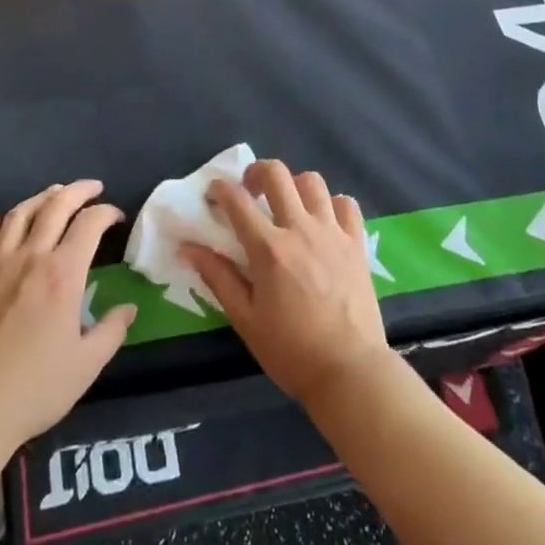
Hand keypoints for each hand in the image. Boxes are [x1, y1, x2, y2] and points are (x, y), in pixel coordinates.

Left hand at [0, 180, 136, 453]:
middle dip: (78, 191)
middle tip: (92, 188)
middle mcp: (31, 258)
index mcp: (63, 274)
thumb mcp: (86, 365)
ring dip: (40, 198)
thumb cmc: (35, 388)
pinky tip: (0, 220)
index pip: (89, 224)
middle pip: (55, 206)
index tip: (116, 217)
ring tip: (53, 194)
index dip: (106, 213)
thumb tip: (128, 308)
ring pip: (20, 214)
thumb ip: (111, 331)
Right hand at [184, 160, 391, 407]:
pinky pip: (346, 204)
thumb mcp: (245, 319)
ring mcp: (332, 232)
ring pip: (312, 181)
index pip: (237, 201)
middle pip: (276, 173)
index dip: (219, 190)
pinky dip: (332, 204)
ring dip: (294, 185)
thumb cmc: (291, 350)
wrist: (349, 371)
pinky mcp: (356, 243)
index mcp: (268, 248)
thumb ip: (218, 278)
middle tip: (250, 191)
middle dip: (256, 172)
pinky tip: (324, 221)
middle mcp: (300, 229)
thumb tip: (188, 248)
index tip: (213, 195)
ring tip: (288, 205)